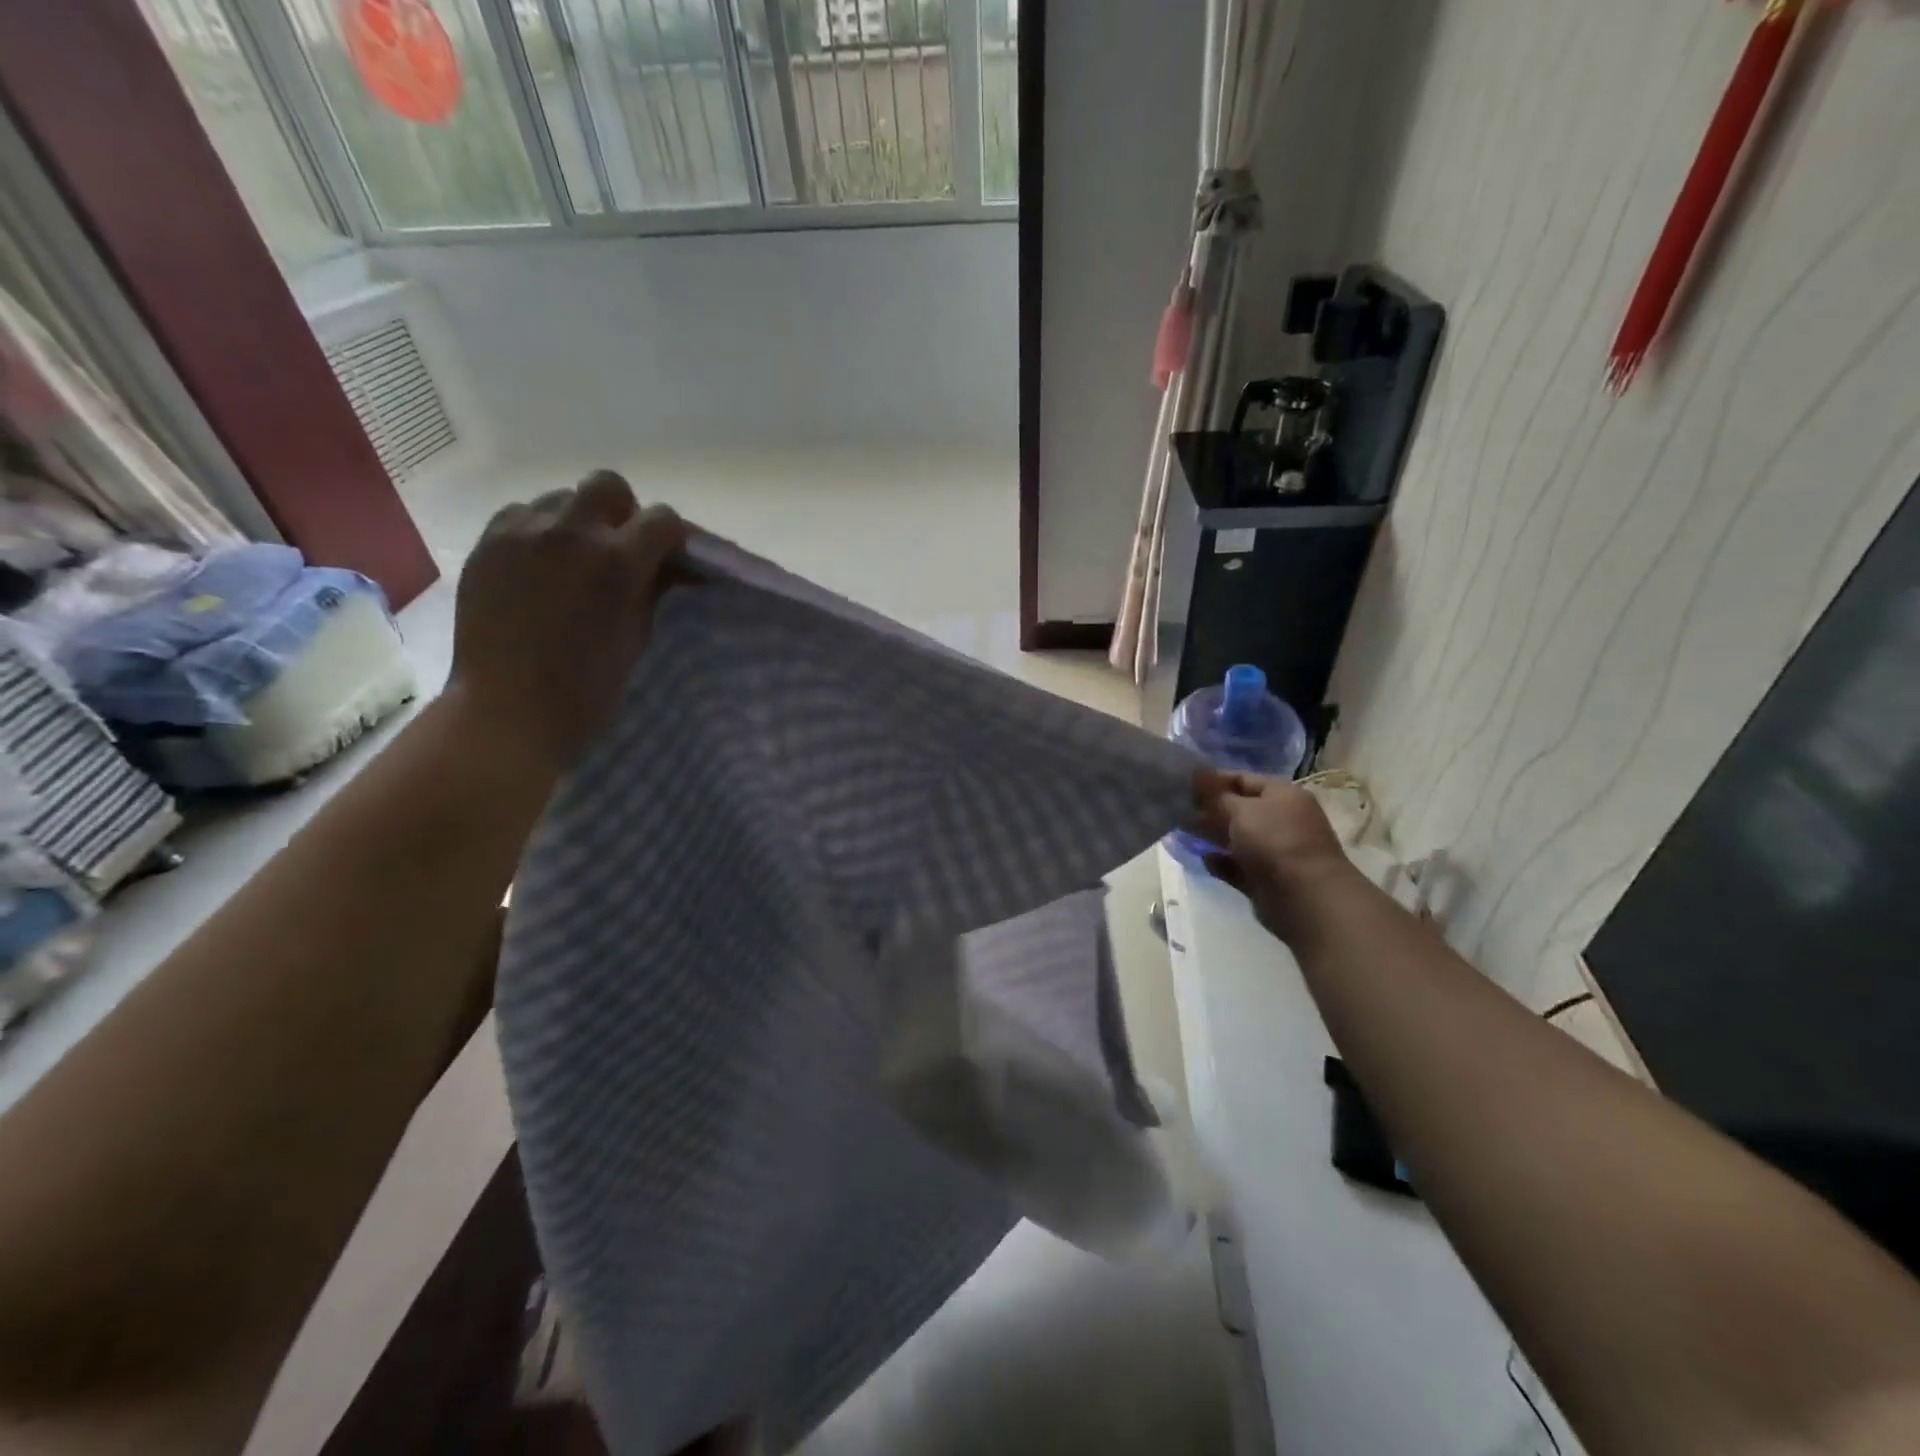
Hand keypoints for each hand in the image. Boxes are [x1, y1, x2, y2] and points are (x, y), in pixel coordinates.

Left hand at [448, 472, 687, 779]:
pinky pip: (521, 514)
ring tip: (571, 560)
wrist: (508, 709)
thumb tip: (665, 565)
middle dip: (623, 512)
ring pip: (561, 497)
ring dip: (577, 522)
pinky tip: (537, 566)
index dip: (671, 538)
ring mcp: (522, 533)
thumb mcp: (637, 634)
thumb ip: (652, 588)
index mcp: (618, 561)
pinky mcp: (487, 543)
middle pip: (608, 486)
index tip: (669, 559)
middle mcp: (571, 532)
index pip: (663, 519)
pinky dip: (538, 531)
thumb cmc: (587, 685)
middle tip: (618, 550)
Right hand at [1195, 772, 1354, 938]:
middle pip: (1239, 809)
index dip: (1213, 780)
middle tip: (1176, 807)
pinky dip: (1221, 862)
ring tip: (1181, 830)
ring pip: (1236, 838)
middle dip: (1209, 808)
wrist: (1305, 898)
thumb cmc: (1275, 842)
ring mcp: (1274, 851)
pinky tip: (1203, 858)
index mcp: (1283, 795)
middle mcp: (1281, 820)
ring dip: (1211, 834)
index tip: (1183, 783)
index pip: (1243, 779)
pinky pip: (1237, 865)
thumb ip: (1215, 795)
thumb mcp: (1241, 810)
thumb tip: (1196, 774)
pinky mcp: (1265, 879)